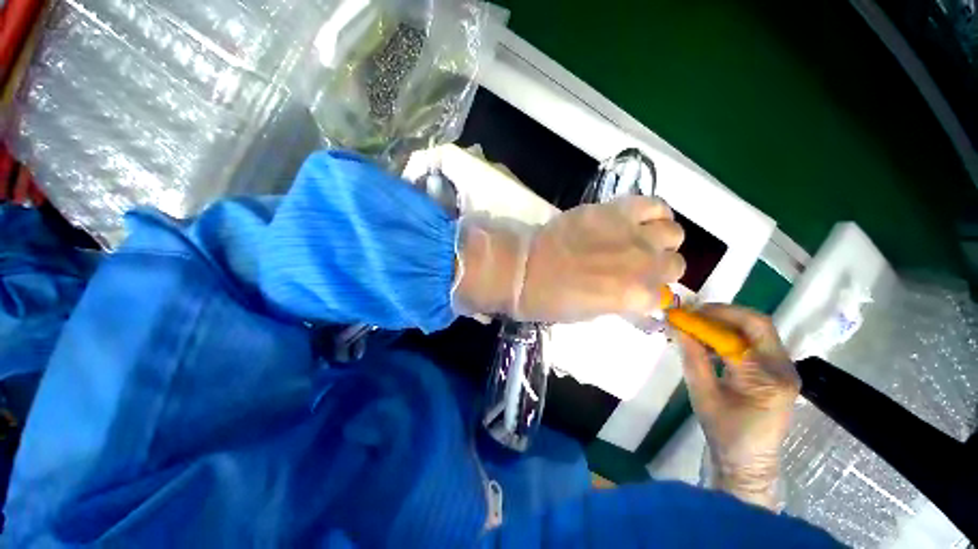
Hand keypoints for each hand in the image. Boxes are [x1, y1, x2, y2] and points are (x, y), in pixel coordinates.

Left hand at [454, 196, 685, 322]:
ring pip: (673, 234)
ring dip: (660, 240)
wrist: (525, 269)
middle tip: (637, 264)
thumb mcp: (592, 314)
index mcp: (636, 298)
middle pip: (675, 264)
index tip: (638, 288)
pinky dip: (654, 212)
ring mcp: (632, 234)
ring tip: (639, 240)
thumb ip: (622, 301)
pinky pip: (654, 204)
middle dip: (659, 267)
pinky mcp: (616, 210)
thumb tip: (639, 293)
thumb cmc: (551, 300)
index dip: (650, 292)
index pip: (664, 296)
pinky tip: (638, 220)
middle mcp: (643, 265)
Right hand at [677, 305, 799, 509]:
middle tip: (694, 313)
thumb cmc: (724, 432)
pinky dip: (733, 335)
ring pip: (758, 331)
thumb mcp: (702, 394)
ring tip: (698, 324)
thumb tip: (678, 327)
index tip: (685, 313)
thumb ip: (692, 357)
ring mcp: (786, 370)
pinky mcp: (780, 372)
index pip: (745, 331)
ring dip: (727, 322)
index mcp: (767, 378)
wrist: (749, 463)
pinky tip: (712, 340)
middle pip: (758, 324)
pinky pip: (756, 343)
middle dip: (723, 313)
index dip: (712, 316)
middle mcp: (785, 369)